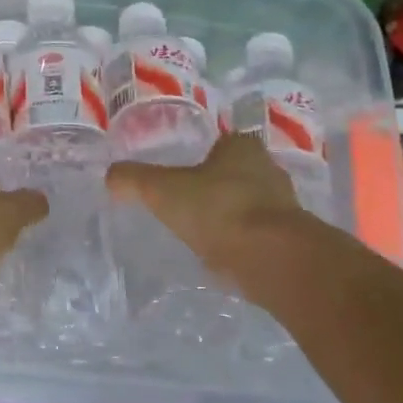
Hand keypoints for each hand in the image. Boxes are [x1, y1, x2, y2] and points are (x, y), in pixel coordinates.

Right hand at [108, 133, 326, 294]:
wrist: (273, 259)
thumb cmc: (218, 210)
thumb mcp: (162, 190)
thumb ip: (133, 179)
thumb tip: (110, 176)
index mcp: (242, 147)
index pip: (222, 143)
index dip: (202, 155)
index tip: (182, 173)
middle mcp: (269, 170)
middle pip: (238, 173)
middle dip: (217, 185)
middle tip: (188, 202)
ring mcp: (285, 207)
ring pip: (251, 205)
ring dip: (232, 216)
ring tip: (203, 232)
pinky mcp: (292, 241)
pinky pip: (260, 235)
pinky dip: (243, 242)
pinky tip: (224, 255)